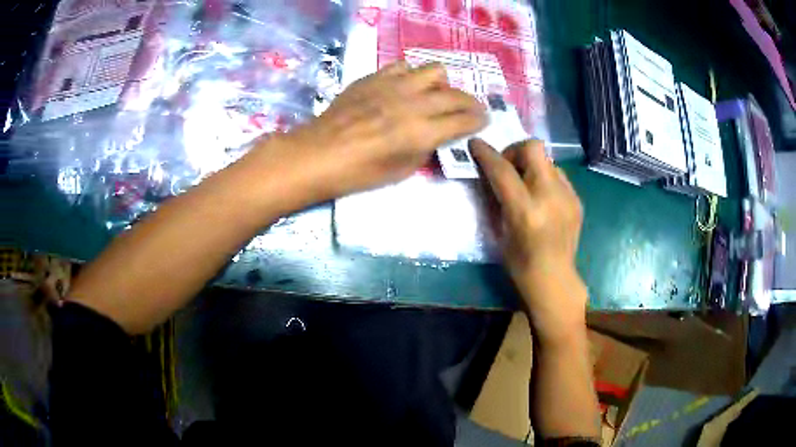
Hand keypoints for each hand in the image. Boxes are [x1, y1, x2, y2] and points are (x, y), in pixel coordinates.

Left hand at [284, 61, 486, 197]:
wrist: (320, 153)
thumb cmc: (359, 172)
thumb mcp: (402, 170)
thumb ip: (426, 147)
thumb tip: (437, 133)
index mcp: (422, 132)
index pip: (464, 120)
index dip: (479, 120)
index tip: (484, 120)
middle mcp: (414, 103)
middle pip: (455, 94)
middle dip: (470, 102)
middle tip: (470, 109)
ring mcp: (394, 85)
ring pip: (434, 70)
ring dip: (442, 84)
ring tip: (434, 94)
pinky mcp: (375, 77)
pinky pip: (403, 66)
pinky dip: (412, 75)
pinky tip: (405, 87)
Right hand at [470, 138, 586, 343]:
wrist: (554, 279)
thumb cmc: (519, 263)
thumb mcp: (499, 231)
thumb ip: (495, 198)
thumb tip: (489, 173)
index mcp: (525, 211)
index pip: (503, 170)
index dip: (486, 153)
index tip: (475, 144)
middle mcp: (550, 197)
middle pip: (534, 149)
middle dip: (515, 150)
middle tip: (508, 166)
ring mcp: (568, 197)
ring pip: (547, 159)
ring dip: (531, 165)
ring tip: (526, 184)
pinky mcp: (577, 200)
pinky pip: (558, 175)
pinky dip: (544, 178)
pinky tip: (542, 197)